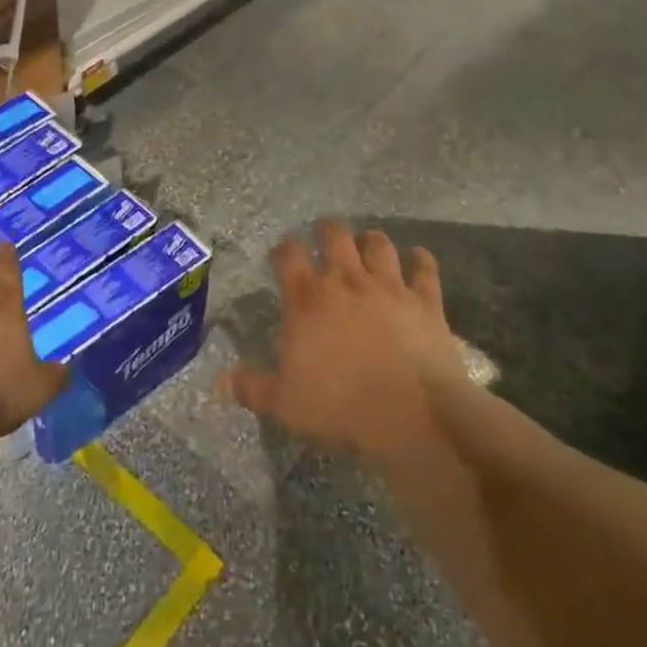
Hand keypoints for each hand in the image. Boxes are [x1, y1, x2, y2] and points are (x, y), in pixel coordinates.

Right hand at [222, 221, 474, 463]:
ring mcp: (389, 287)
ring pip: (379, 245)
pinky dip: (422, 260)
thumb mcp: (285, 404)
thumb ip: (252, 387)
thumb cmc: (339, 406)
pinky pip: (425, 270)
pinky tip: (419, 257)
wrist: (411, 415)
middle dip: (328, 230)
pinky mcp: (425, 302)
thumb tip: (220, 382)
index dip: (284, 248)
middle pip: (335, 235)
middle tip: (326, 235)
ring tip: (368, 242)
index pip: (289, 254)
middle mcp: (346, 281)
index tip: (283, 253)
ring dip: (372, 240)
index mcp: (307, 300)